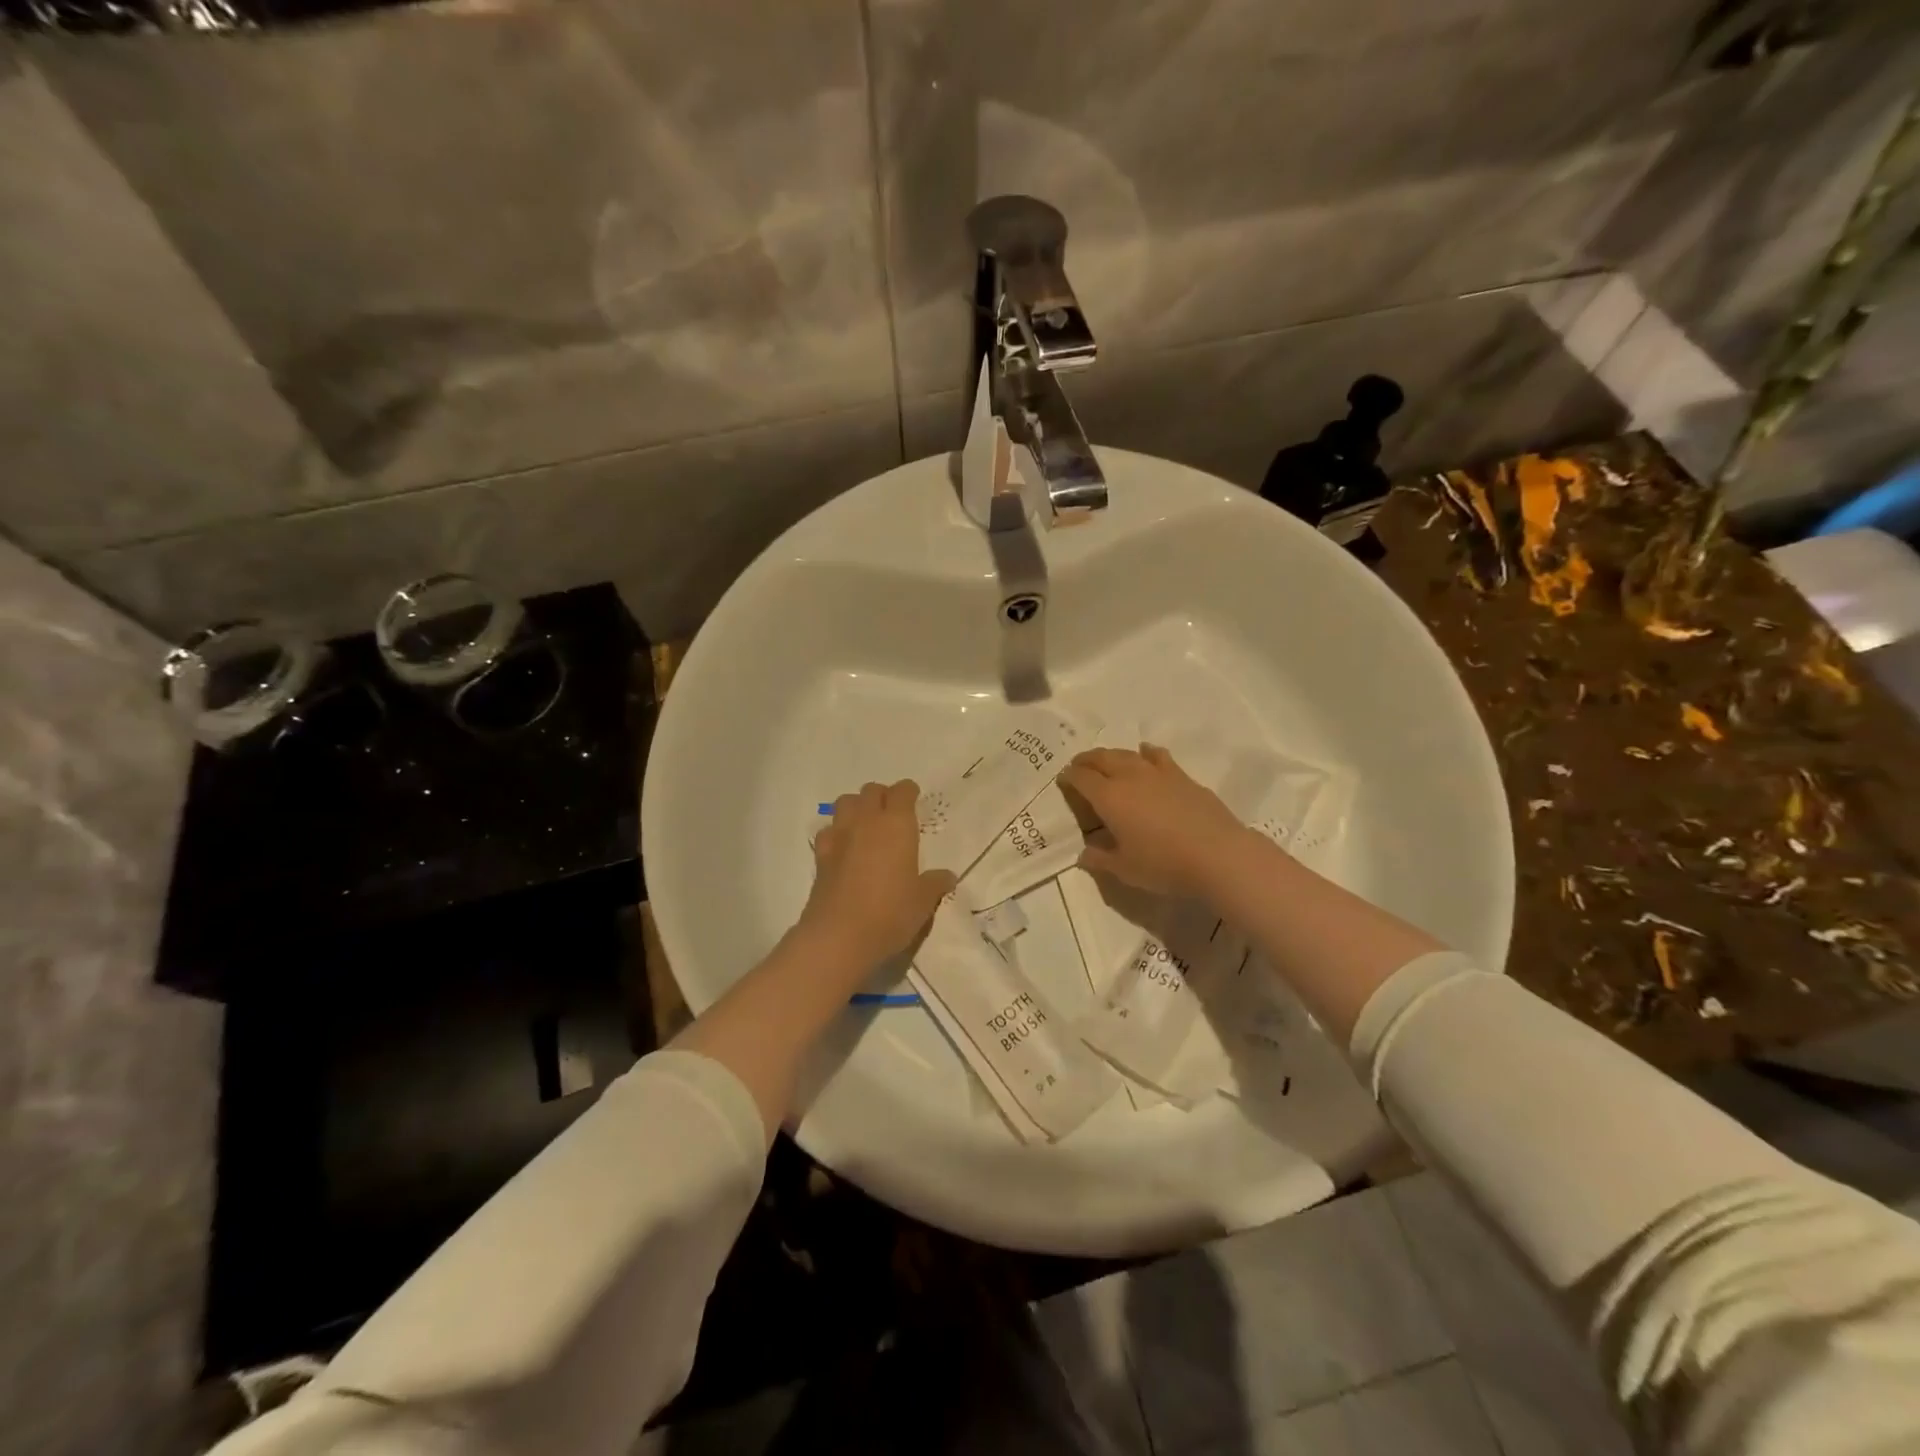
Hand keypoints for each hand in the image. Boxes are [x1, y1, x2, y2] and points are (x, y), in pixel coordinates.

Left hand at [801, 780, 954, 965]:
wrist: (839, 936)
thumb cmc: (891, 913)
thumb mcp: (923, 901)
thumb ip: (935, 883)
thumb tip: (948, 876)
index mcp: (896, 825)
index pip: (902, 791)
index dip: (909, 792)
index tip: (914, 800)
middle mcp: (866, 821)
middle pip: (871, 791)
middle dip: (883, 796)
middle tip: (892, 814)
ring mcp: (839, 836)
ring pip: (845, 802)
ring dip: (857, 807)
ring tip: (867, 825)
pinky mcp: (820, 856)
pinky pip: (828, 830)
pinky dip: (837, 832)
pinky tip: (844, 848)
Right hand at [1061, 744, 1250, 898]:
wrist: (1218, 855)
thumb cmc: (1164, 864)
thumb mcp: (1125, 869)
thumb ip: (1100, 859)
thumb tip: (1084, 854)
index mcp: (1109, 798)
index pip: (1082, 778)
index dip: (1069, 777)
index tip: (1063, 780)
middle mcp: (1130, 777)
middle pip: (1102, 758)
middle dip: (1086, 760)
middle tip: (1079, 766)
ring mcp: (1158, 773)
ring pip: (1128, 754)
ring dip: (1112, 755)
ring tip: (1107, 761)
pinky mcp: (1182, 776)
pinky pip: (1157, 756)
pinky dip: (1146, 753)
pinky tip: (1146, 754)